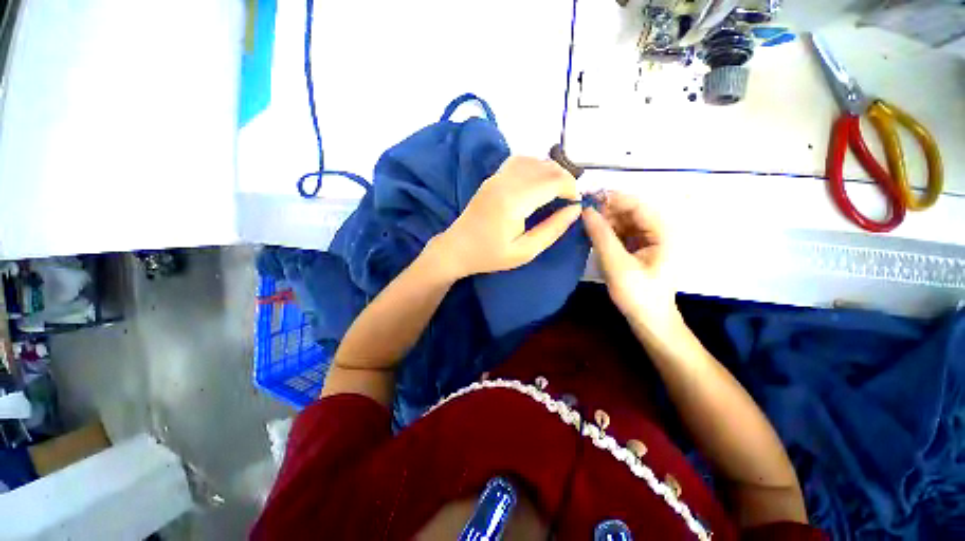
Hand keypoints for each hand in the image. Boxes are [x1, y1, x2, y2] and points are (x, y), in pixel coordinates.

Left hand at [433, 156, 581, 277]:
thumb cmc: (490, 255)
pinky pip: (518, 161)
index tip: (576, 204)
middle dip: (565, 179)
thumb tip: (575, 209)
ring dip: (551, 170)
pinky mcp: (492, 178)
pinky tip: (538, 181)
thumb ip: (552, 229)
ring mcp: (496, 177)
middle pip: (545, 167)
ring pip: (533, 160)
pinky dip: (535, 166)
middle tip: (569, 199)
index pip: (553, 181)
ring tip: (557, 189)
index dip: (571, 189)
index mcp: (514, 201)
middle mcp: (506, 182)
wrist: (457, 249)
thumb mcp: (525, 251)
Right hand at [582, 191, 679, 332]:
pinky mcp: (640, 247)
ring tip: (584, 225)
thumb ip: (601, 235)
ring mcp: (650, 239)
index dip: (611, 198)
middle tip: (581, 214)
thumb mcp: (616, 264)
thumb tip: (585, 210)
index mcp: (663, 231)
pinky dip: (608, 232)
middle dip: (606, 211)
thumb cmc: (637, 294)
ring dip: (605, 221)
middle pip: (630, 211)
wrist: (649, 320)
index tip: (586, 198)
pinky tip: (594, 235)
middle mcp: (659, 230)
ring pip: (624, 221)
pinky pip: (622, 232)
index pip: (636, 204)